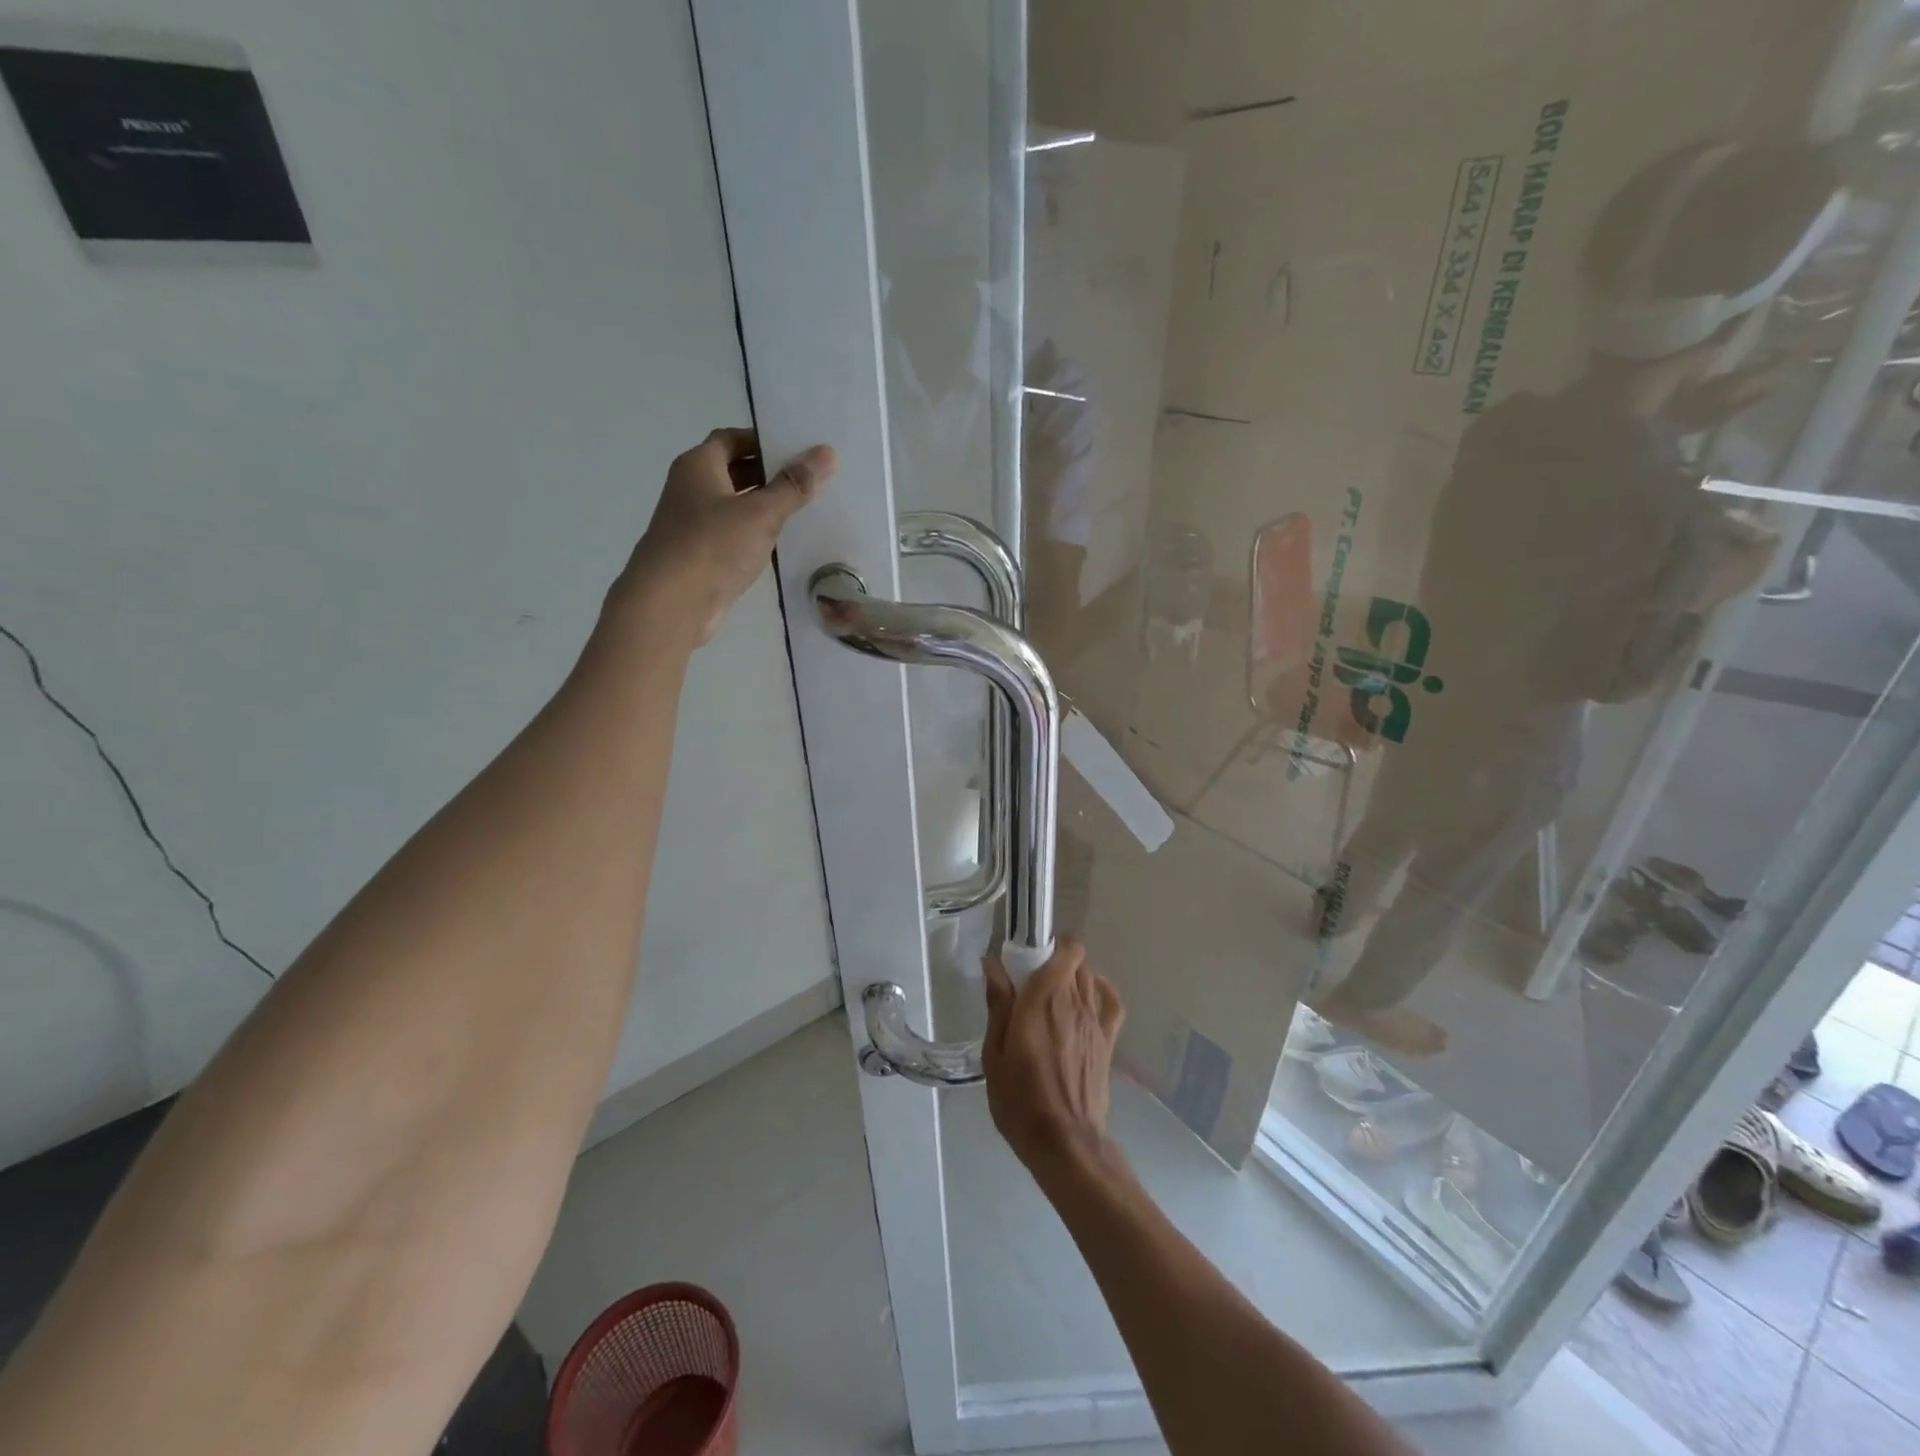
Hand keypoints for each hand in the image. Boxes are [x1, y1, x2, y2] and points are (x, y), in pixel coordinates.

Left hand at [614, 428, 835, 645]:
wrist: (671, 605)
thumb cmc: (712, 546)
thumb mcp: (761, 513)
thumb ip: (794, 486)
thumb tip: (827, 453)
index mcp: (698, 466)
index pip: (732, 439)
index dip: (763, 440)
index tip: (798, 449)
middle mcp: (691, 489)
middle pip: (734, 472)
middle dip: (769, 475)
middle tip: (809, 480)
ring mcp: (694, 525)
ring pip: (735, 507)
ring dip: (765, 508)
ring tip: (805, 510)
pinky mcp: (702, 557)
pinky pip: (734, 537)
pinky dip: (756, 536)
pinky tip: (783, 545)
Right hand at [983, 937, 1124, 1177]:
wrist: (1065, 1143)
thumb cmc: (1020, 1100)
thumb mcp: (995, 1054)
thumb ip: (998, 1005)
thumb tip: (992, 964)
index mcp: (1043, 1001)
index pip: (1062, 951)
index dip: (1048, 944)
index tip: (1027, 956)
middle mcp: (1073, 1002)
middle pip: (1074, 961)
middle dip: (1054, 960)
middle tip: (1031, 980)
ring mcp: (1095, 1021)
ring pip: (1090, 977)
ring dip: (1073, 975)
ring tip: (1052, 994)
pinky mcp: (1108, 1040)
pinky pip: (1111, 1001)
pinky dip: (1101, 990)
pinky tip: (1087, 996)